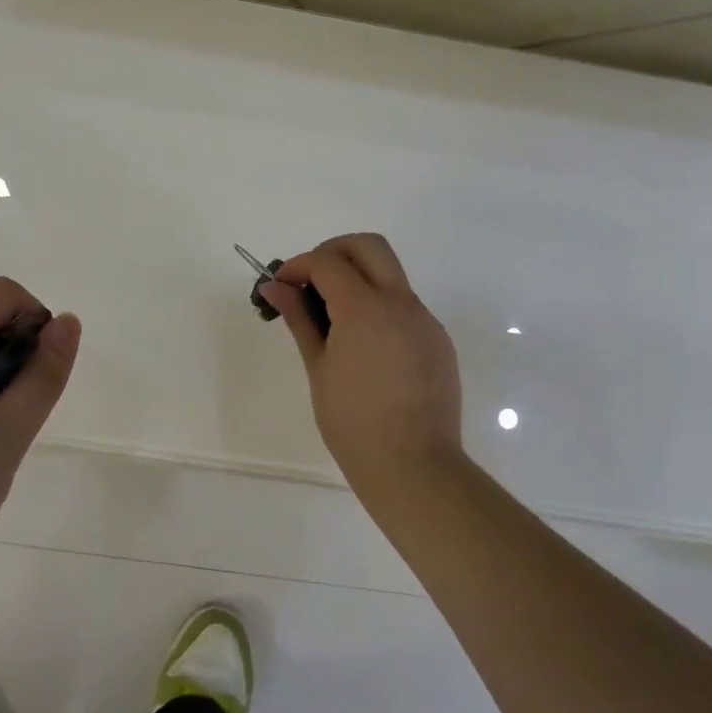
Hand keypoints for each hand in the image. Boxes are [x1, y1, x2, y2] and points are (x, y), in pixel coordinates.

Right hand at [262, 233, 464, 498]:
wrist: (413, 466)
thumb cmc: (352, 421)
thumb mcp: (318, 367)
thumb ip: (299, 319)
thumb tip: (275, 287)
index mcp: (365, 308)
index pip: (327, 261)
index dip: (298, 266)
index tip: (280, 287)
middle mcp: (401, 303)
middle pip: (368, 246)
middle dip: (333, 252)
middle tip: (310, 282)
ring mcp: (424, 320)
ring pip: (389, 274)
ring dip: (357, 279)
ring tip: (331, 319)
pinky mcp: (437, 340)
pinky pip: (404, 306)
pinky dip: (378, 307)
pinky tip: (363, 346)